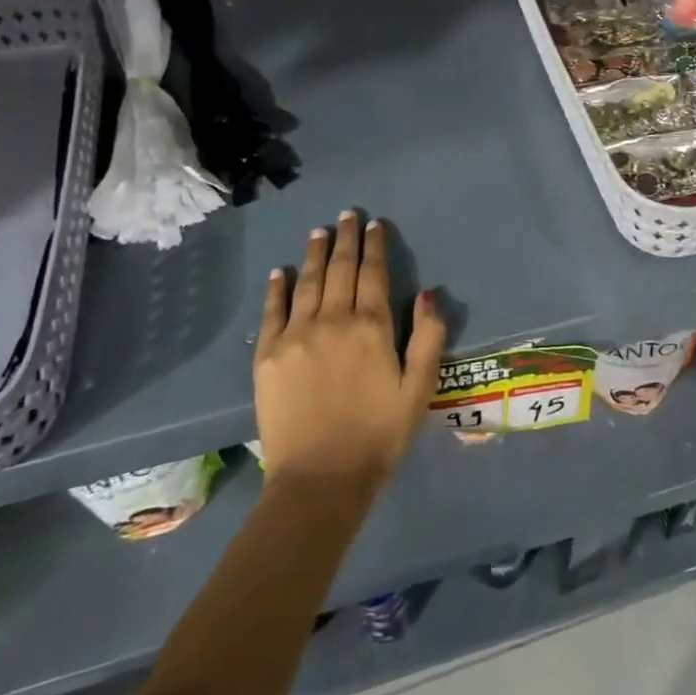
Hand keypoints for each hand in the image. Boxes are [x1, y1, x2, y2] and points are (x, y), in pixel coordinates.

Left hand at [254, 212, 446, 492]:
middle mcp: (332, 319)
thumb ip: (428, 336)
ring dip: (314, 253)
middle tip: (348, 215)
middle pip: (340, 268)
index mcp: (371, 326)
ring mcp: (295, 335)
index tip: (375, 224)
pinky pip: (273, 311)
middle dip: (346, 238)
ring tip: (319, 231)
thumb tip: (428, 292)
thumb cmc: (379, 434)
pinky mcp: (267, 355)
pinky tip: (281, 272)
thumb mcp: (419, 388)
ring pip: (307, 281)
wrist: (319, 479)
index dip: (375, 245)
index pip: (373, 272)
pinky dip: (278, 287)